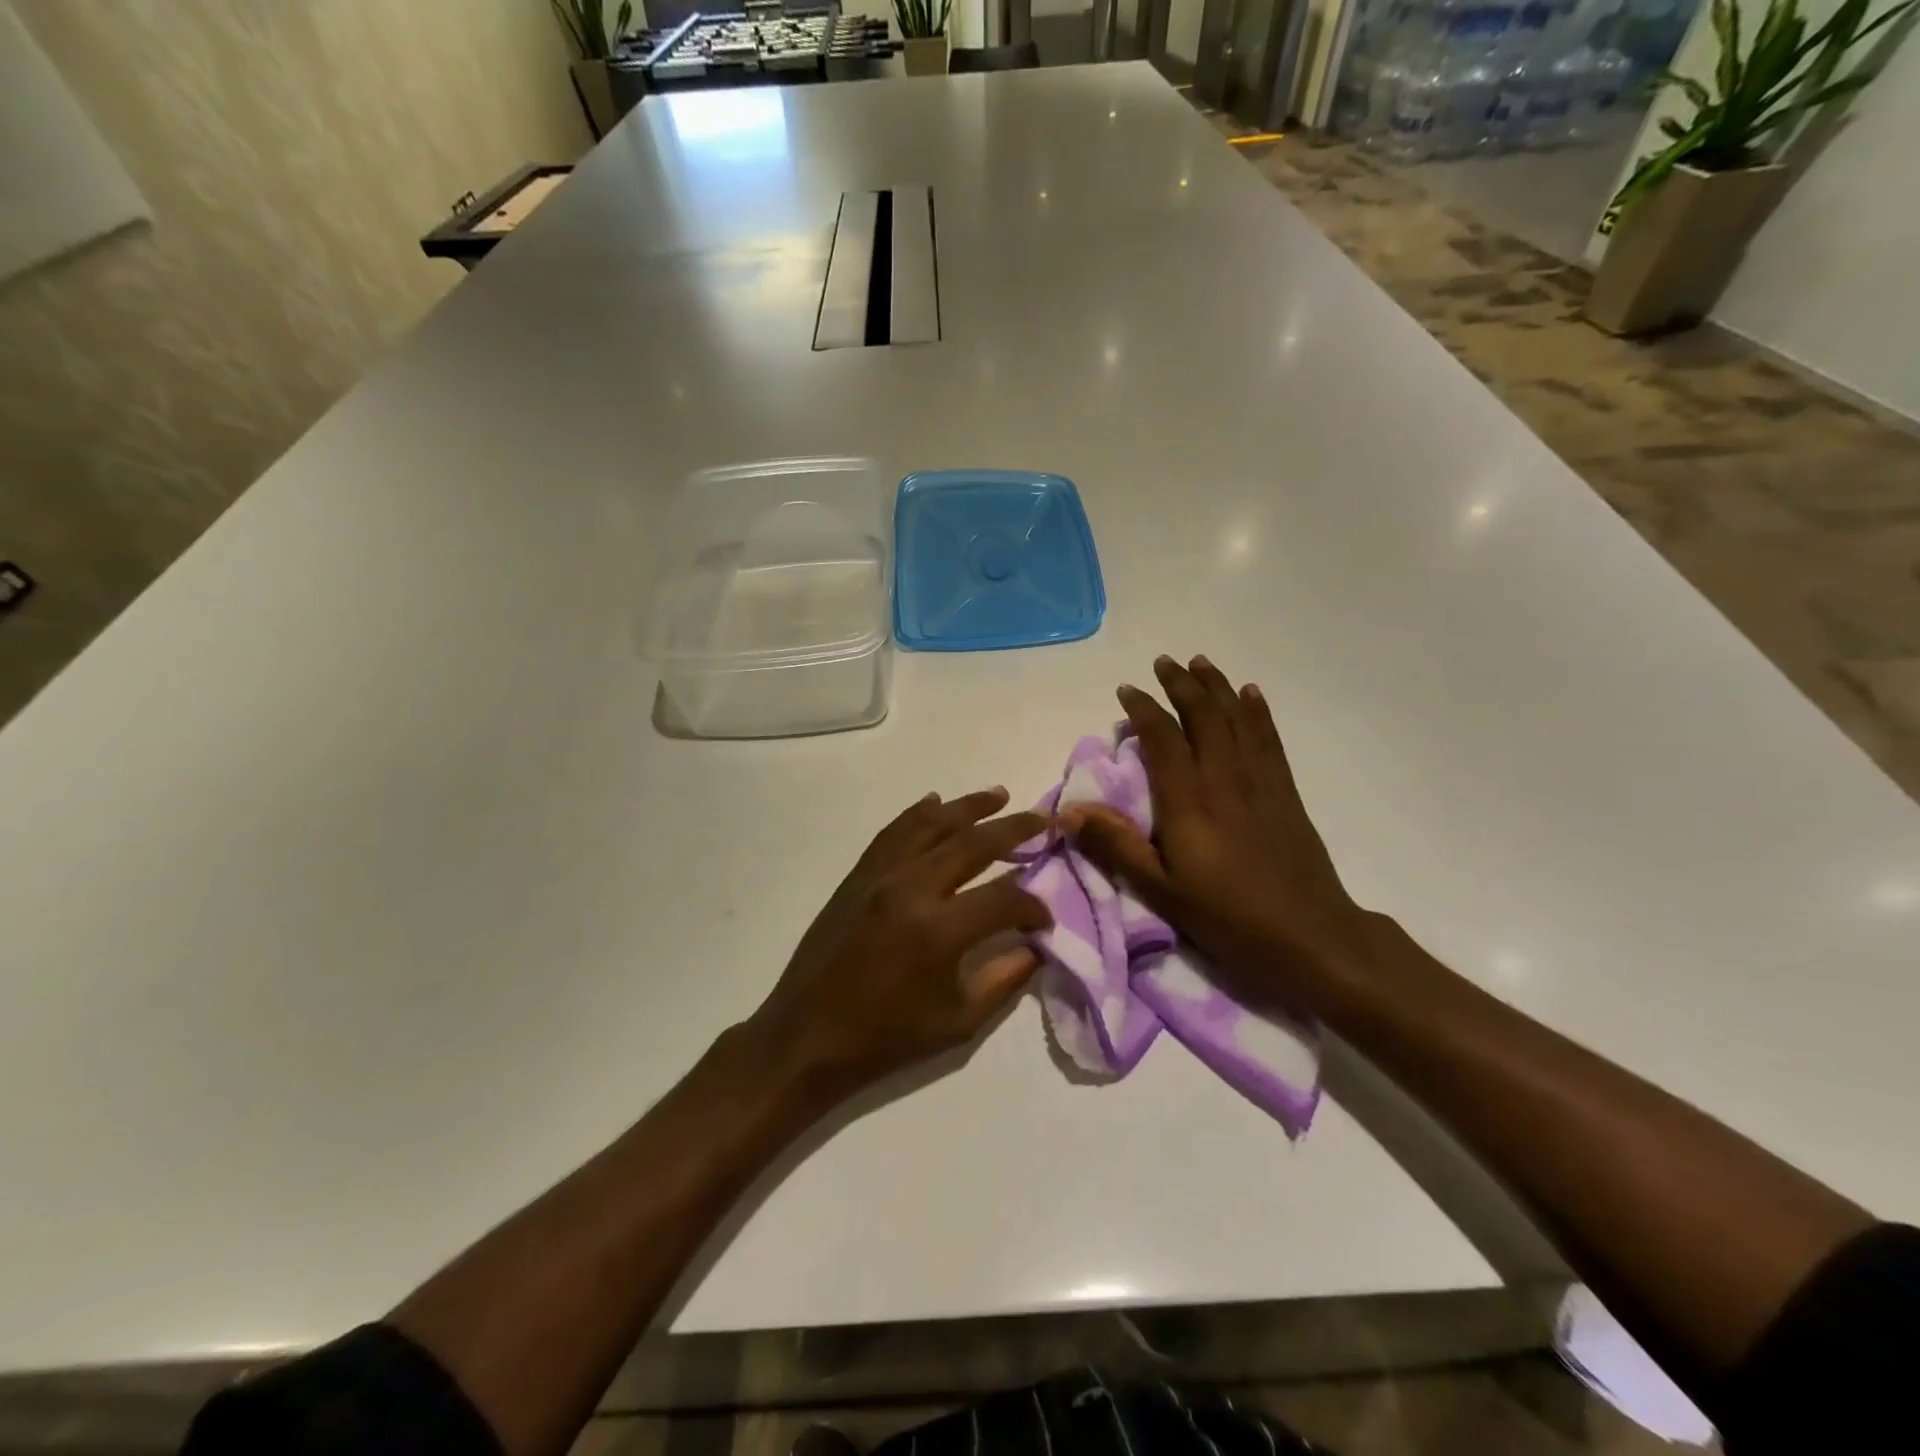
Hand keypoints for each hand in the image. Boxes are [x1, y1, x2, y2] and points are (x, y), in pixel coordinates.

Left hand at [745, 787, 1051, 1102]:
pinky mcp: (858, 874)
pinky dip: (918, 813)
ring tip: (999, 794)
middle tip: (1044, 819)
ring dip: (969, 806)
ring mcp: (880, 875)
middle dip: (1015, 829)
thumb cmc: (886, 1038)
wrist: (808, 1036)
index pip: (1004, 899)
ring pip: (931, 824)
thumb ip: (1006, 978)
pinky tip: (935, 801)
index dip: (1034, 907)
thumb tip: (1038, 946)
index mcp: (939, 930)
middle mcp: (911, 888)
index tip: (1045, 919)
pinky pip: (894, 832)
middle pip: (973, 843)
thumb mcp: (959, 1023)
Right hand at [1063, 655, 1370, 1007]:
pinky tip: (1251, 695)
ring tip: (1202, 663)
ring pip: (1236, 719)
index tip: (1127, 690)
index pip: (1163, 738)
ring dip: (1218, 687)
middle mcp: (1224, 778)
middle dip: (1182, 684)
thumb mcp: (1160, 890)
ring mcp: (1259, 782)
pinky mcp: (1285, 792)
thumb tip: (1068, 811)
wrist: (1310, 936)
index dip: (1144, 709)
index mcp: (1188, 800)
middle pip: (1203, 716)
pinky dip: (1257, 712)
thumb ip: (1115, 846)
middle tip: (1165, 662)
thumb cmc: (1228, 917)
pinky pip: (1268, 739)